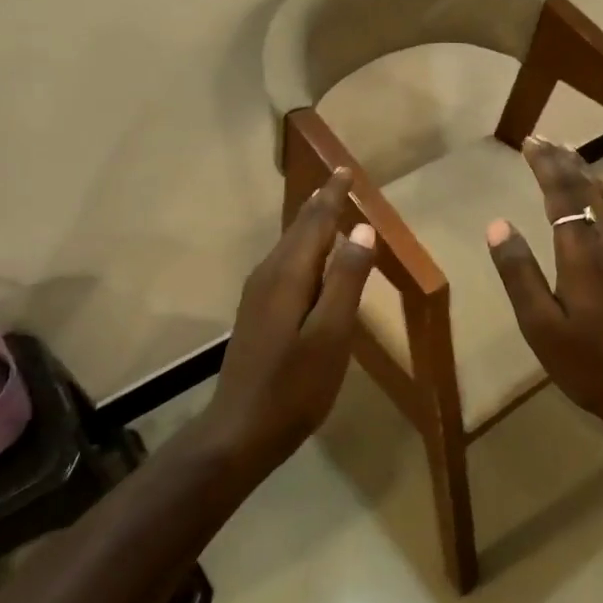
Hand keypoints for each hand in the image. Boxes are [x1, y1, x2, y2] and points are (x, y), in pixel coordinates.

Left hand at [210, 169, 376, 462]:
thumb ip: (347, 280)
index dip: (332, 196)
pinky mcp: (257, 314)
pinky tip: (313, 262)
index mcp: (287, 274)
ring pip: (289, 247)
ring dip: (311, 226)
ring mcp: (258, 295)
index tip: (345, 170)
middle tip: (340, 182)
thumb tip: (363, 230)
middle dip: (320, 204)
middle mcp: (268, 275)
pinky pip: (285, 266)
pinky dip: (304, 250)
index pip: (314, 222)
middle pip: (298, 230)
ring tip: (330, 211)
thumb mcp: (331, 334)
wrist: (239, 432)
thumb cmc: (294, 386)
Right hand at [485, 137, 602, 427]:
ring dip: (586, 173)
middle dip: (564, 161)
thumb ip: (519, 273)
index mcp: (581, 252)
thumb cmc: (588, 361)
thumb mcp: (540, 325)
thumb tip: (498, 226)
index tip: (530, 140)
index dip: (545, 164)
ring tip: (571, 155)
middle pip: (587, 189)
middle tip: (546, 139)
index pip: (562, 194)